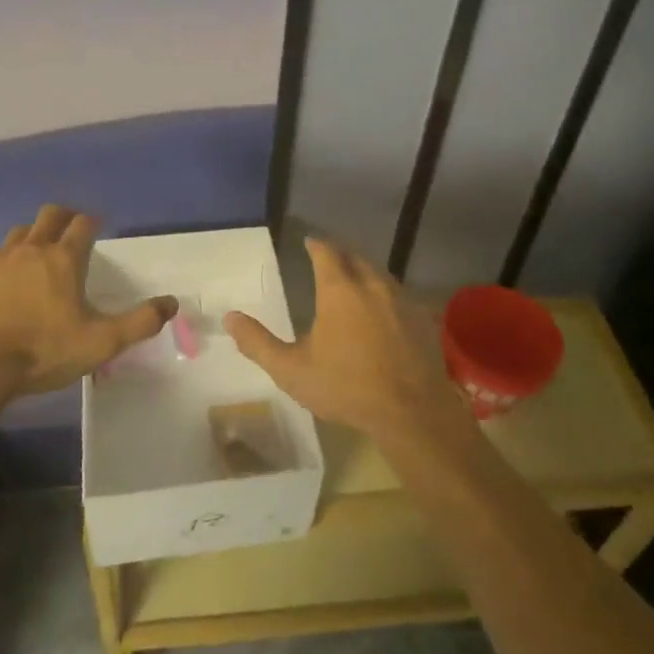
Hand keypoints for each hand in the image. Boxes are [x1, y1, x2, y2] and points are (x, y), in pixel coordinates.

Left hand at [0, 204, 175, 398]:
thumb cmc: (43, 351)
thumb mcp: (100, 343)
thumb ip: (139, 322)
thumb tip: (172, 303)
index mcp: (64, 259)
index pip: (83, 223)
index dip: (93, 222)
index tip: (98, 228)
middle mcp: (33, 248)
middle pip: (50, 214)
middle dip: (64, 217)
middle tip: (71, 230)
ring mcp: (0, 259)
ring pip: (21, 231)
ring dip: (34, 235)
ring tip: (40, 252)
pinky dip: (6, 258)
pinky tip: (6, 276)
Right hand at [225, 238, 472, 448]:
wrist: (411, 412)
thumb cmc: (346, 387)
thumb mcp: (292, 370)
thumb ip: (258, 342)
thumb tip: (229, 317)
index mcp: (339, 290)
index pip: (326, 252)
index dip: (316, 244)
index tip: (308, 242)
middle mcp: (372, 284)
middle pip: (355, 258)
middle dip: (341, 256)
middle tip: (329, 261)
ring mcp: (402, 300)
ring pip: (380, 275)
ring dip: (365, 273)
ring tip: (354, 283)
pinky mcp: (423, 319)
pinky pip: (401, 297)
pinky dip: (387, 297)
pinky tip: (385, 313)